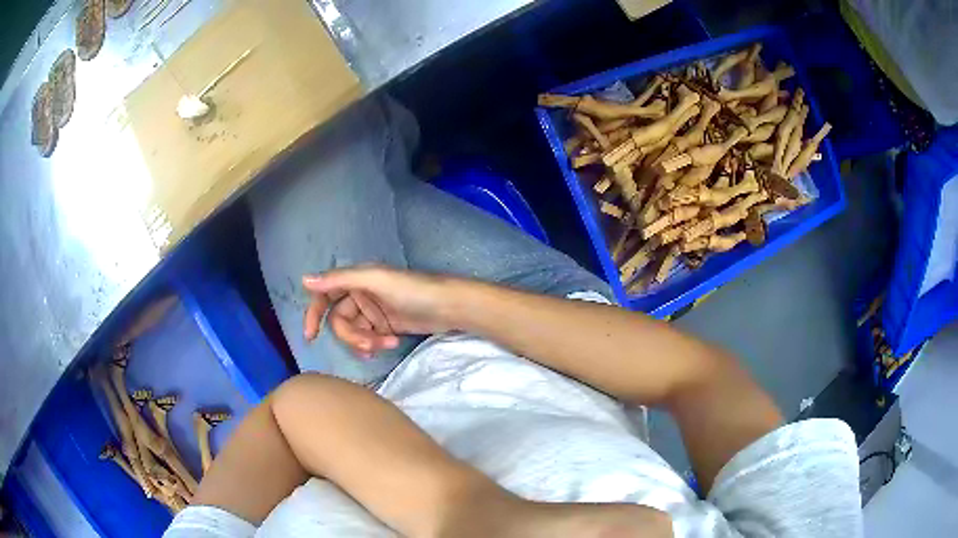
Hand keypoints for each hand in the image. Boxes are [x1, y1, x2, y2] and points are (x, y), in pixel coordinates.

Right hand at [302, 266, 459, 357]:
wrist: (449, 306)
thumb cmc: (413, 289)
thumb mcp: (376, 280)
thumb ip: (340, 279)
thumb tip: (304, 280)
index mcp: (355, 279)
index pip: (325, 296)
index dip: (314, 313)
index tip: (310, 336)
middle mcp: (360, 294)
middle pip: (339, 321)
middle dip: (352, 336)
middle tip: (369, 345)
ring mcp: (373, 312)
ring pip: (354, 333)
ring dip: (365, 342)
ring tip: (385, 345)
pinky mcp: (384, 327)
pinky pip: (368, 340)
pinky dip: (375, 345)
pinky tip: (390, 345)